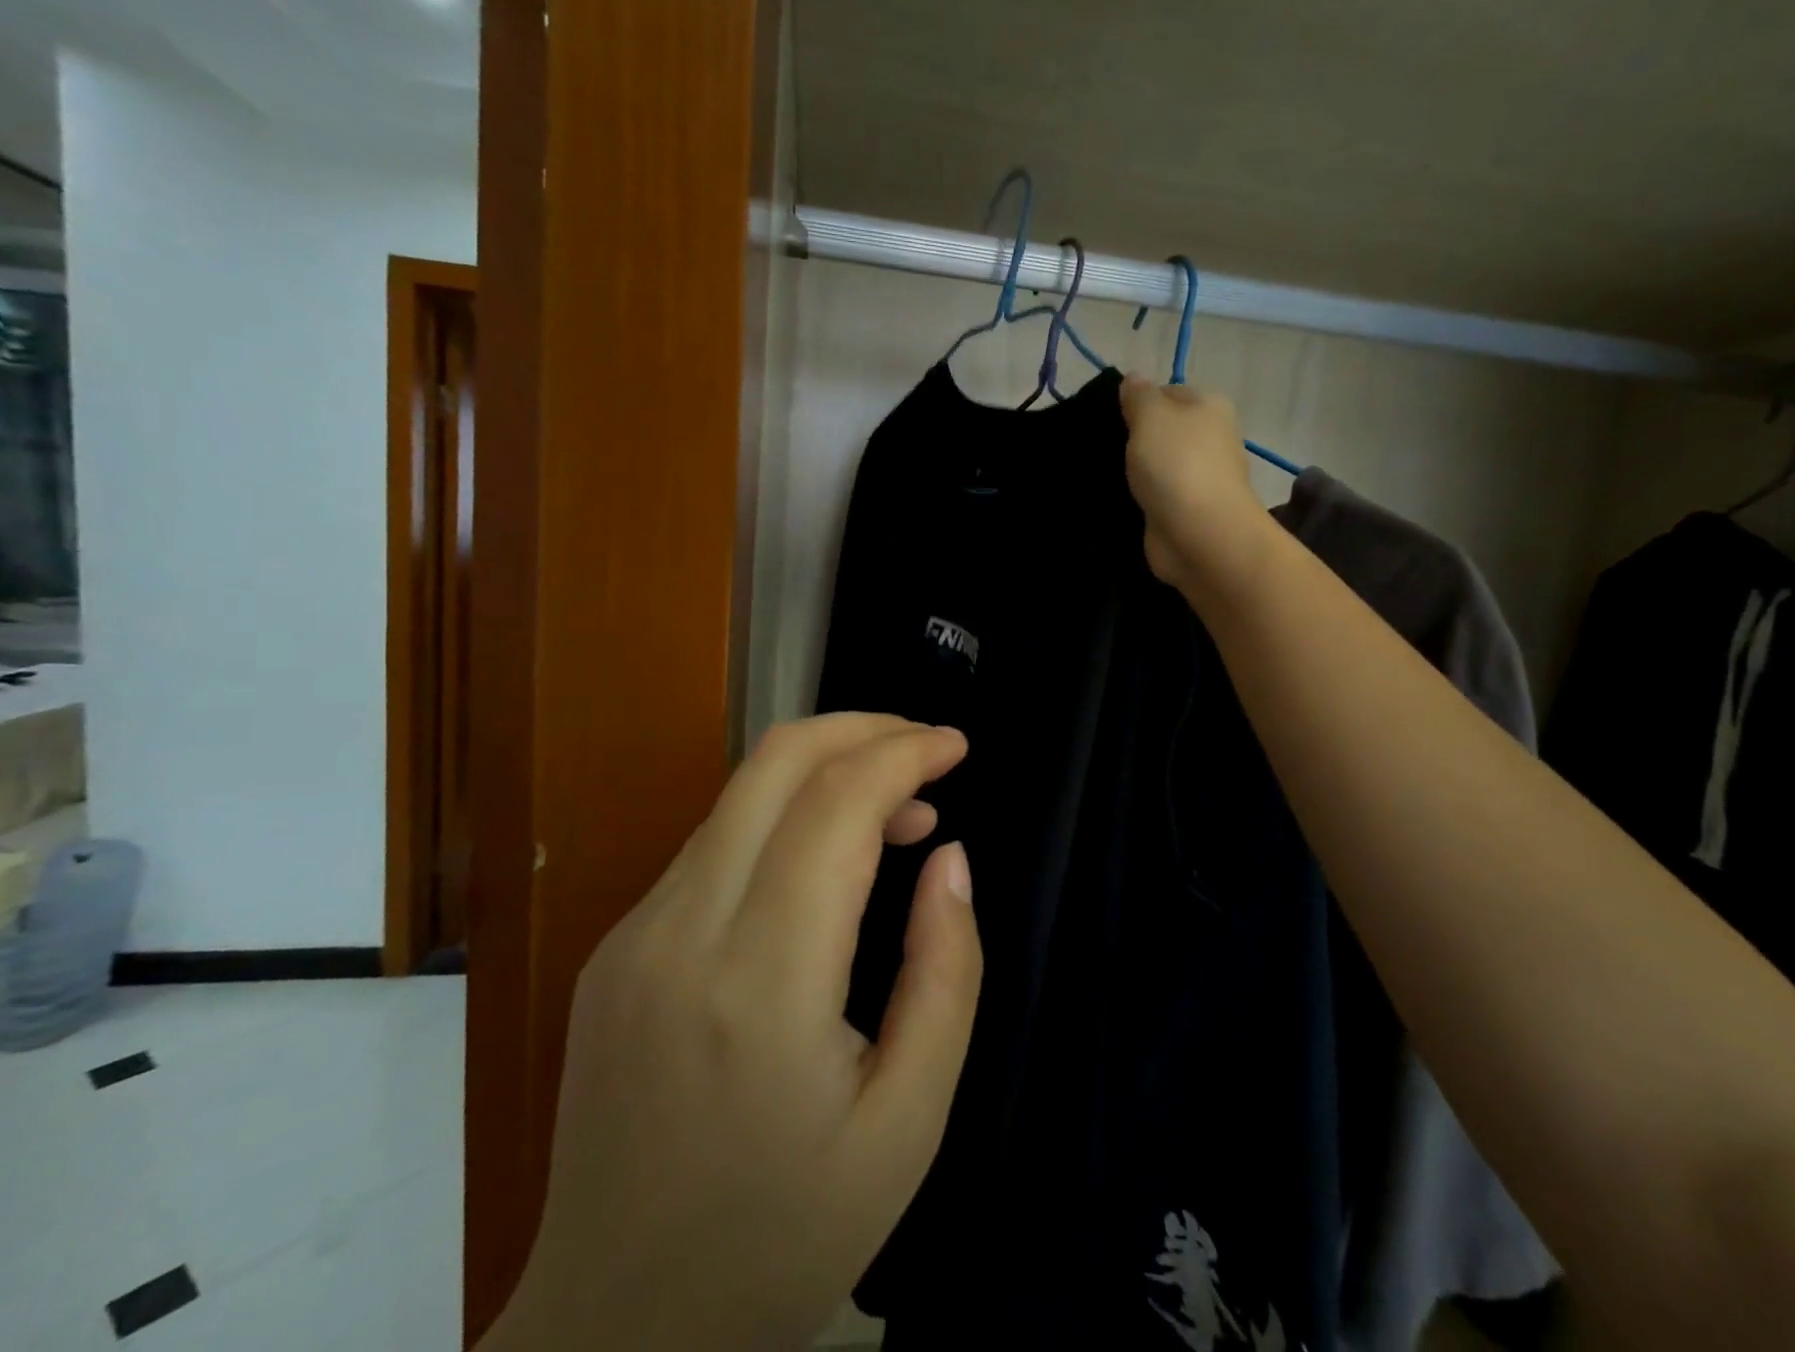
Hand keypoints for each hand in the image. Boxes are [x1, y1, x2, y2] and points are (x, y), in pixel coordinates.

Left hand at [488, 715, 981, 1350]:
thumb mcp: (909, 1120)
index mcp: (760, 982)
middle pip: (773, 763)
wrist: (613, 1332)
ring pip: (739, 795)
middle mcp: (680, 933)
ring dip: (824, 774)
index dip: (904, 753)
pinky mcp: (615, 947)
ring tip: (895, 813)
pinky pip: (712, 845)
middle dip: (861, 728)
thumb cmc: (784, 1235)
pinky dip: (782, 820)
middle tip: (926, 748)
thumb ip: (945, 971)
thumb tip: (949, 857)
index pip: (835, 806)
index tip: (956, 746)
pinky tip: (823, 863)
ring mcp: (633, 935)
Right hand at [1119, 377, 1270, 592]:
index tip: (1111, 418)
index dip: (1139, 402)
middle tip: (1104, 446)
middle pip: (1165, 431)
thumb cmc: (1176, 465)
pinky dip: (1141, 498)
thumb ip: (1139, 395)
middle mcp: (1211, 439)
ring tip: (1103, 474)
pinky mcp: (1187, 512)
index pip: (1169, 392)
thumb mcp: (1151, 416)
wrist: (1199, 534)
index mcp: (1210, 407)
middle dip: (1136, 439)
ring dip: (1137, 471)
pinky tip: (1119, 501)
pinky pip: (1157, 496)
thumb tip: (1133, 378)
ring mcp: (1200, 478)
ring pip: (1160, 465)